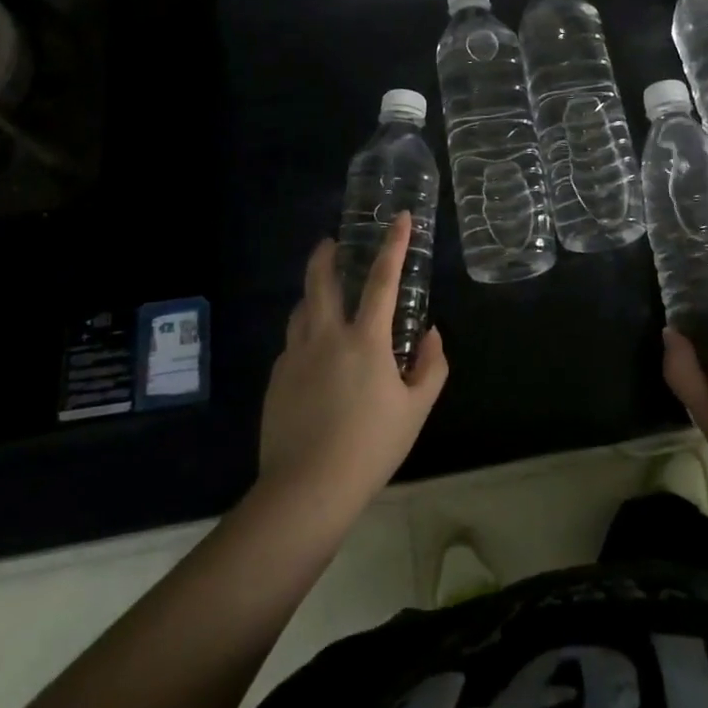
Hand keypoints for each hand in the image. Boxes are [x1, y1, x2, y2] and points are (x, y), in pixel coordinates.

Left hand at [257, 213, 448, 515]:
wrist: (306, 489)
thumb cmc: (370, 447)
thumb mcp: (415, 410)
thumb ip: (431, 367)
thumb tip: (431, 334)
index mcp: (364, 340)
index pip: (381, 280)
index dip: (393, 245)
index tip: (400, 218)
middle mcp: (325, 337)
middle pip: (320, 281)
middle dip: (325, 255)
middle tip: (331, 242)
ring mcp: (294, 357)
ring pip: (300, 310)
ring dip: (312, 295)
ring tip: (323, 298)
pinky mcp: (276, 380)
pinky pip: (292, 344)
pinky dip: (305, 336)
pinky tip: (314, 358)